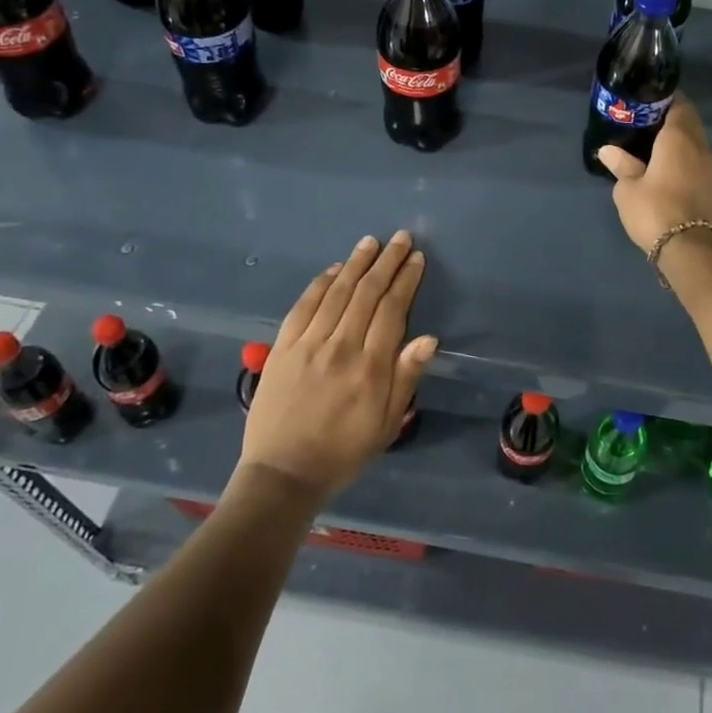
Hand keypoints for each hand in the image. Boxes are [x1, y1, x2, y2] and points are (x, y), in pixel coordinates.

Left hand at [232, 231, 436, 502]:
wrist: (283, 474)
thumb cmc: (344, 451)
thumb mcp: (387, 423)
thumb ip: (406, 378)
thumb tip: (429, 338)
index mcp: (370, 367)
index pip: (392, 310)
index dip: (406, 281)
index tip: (416, 259)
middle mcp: (340, 347)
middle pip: (367, 293)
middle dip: (386, 262)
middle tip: (401, 239)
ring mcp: (308, 345)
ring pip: (336, 293)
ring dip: (355, 264)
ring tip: (370, 242)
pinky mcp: (282, 348)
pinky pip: (303, 307)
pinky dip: (320, 284)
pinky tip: (333, 270)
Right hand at [596, 96, 711, 252]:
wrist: (687, 247)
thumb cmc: (654, 209)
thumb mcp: (628, 187)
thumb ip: (621, 164)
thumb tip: (608, 150)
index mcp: (679, 136)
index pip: (678, 103)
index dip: (662, 97)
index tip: (643, 97)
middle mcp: (698, 144)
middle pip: (687, 119)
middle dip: (668, 114)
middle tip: (641, 117)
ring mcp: (707, 164)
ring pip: (692, 137)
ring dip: (675, 134)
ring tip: (648, 137)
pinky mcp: (707, 182)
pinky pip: (693, 154)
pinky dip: (680, 150)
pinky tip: (660, 159)